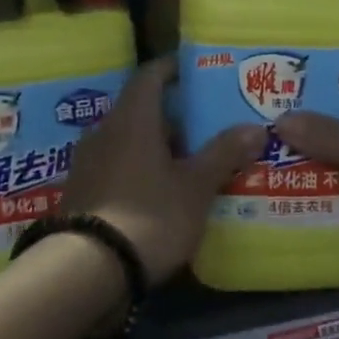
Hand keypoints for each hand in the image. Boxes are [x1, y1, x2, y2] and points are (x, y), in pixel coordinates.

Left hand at [61, 58, 264, 280]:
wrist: (87, 271)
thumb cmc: (149, 215)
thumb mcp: (195, 186)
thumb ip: (224, 153)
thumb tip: (256, 127)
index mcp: (132, 119)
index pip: (150, 75)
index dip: (174, 68)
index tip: (198, 70)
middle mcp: (104, 131)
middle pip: (142, 110)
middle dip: (176, 116)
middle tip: (209, 125)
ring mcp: (88, 163)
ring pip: (130, 141)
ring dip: (159, 146)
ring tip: (193, 161)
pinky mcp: (82, 192)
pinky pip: (118, 167)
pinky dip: (142, 170)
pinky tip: (164, 191)